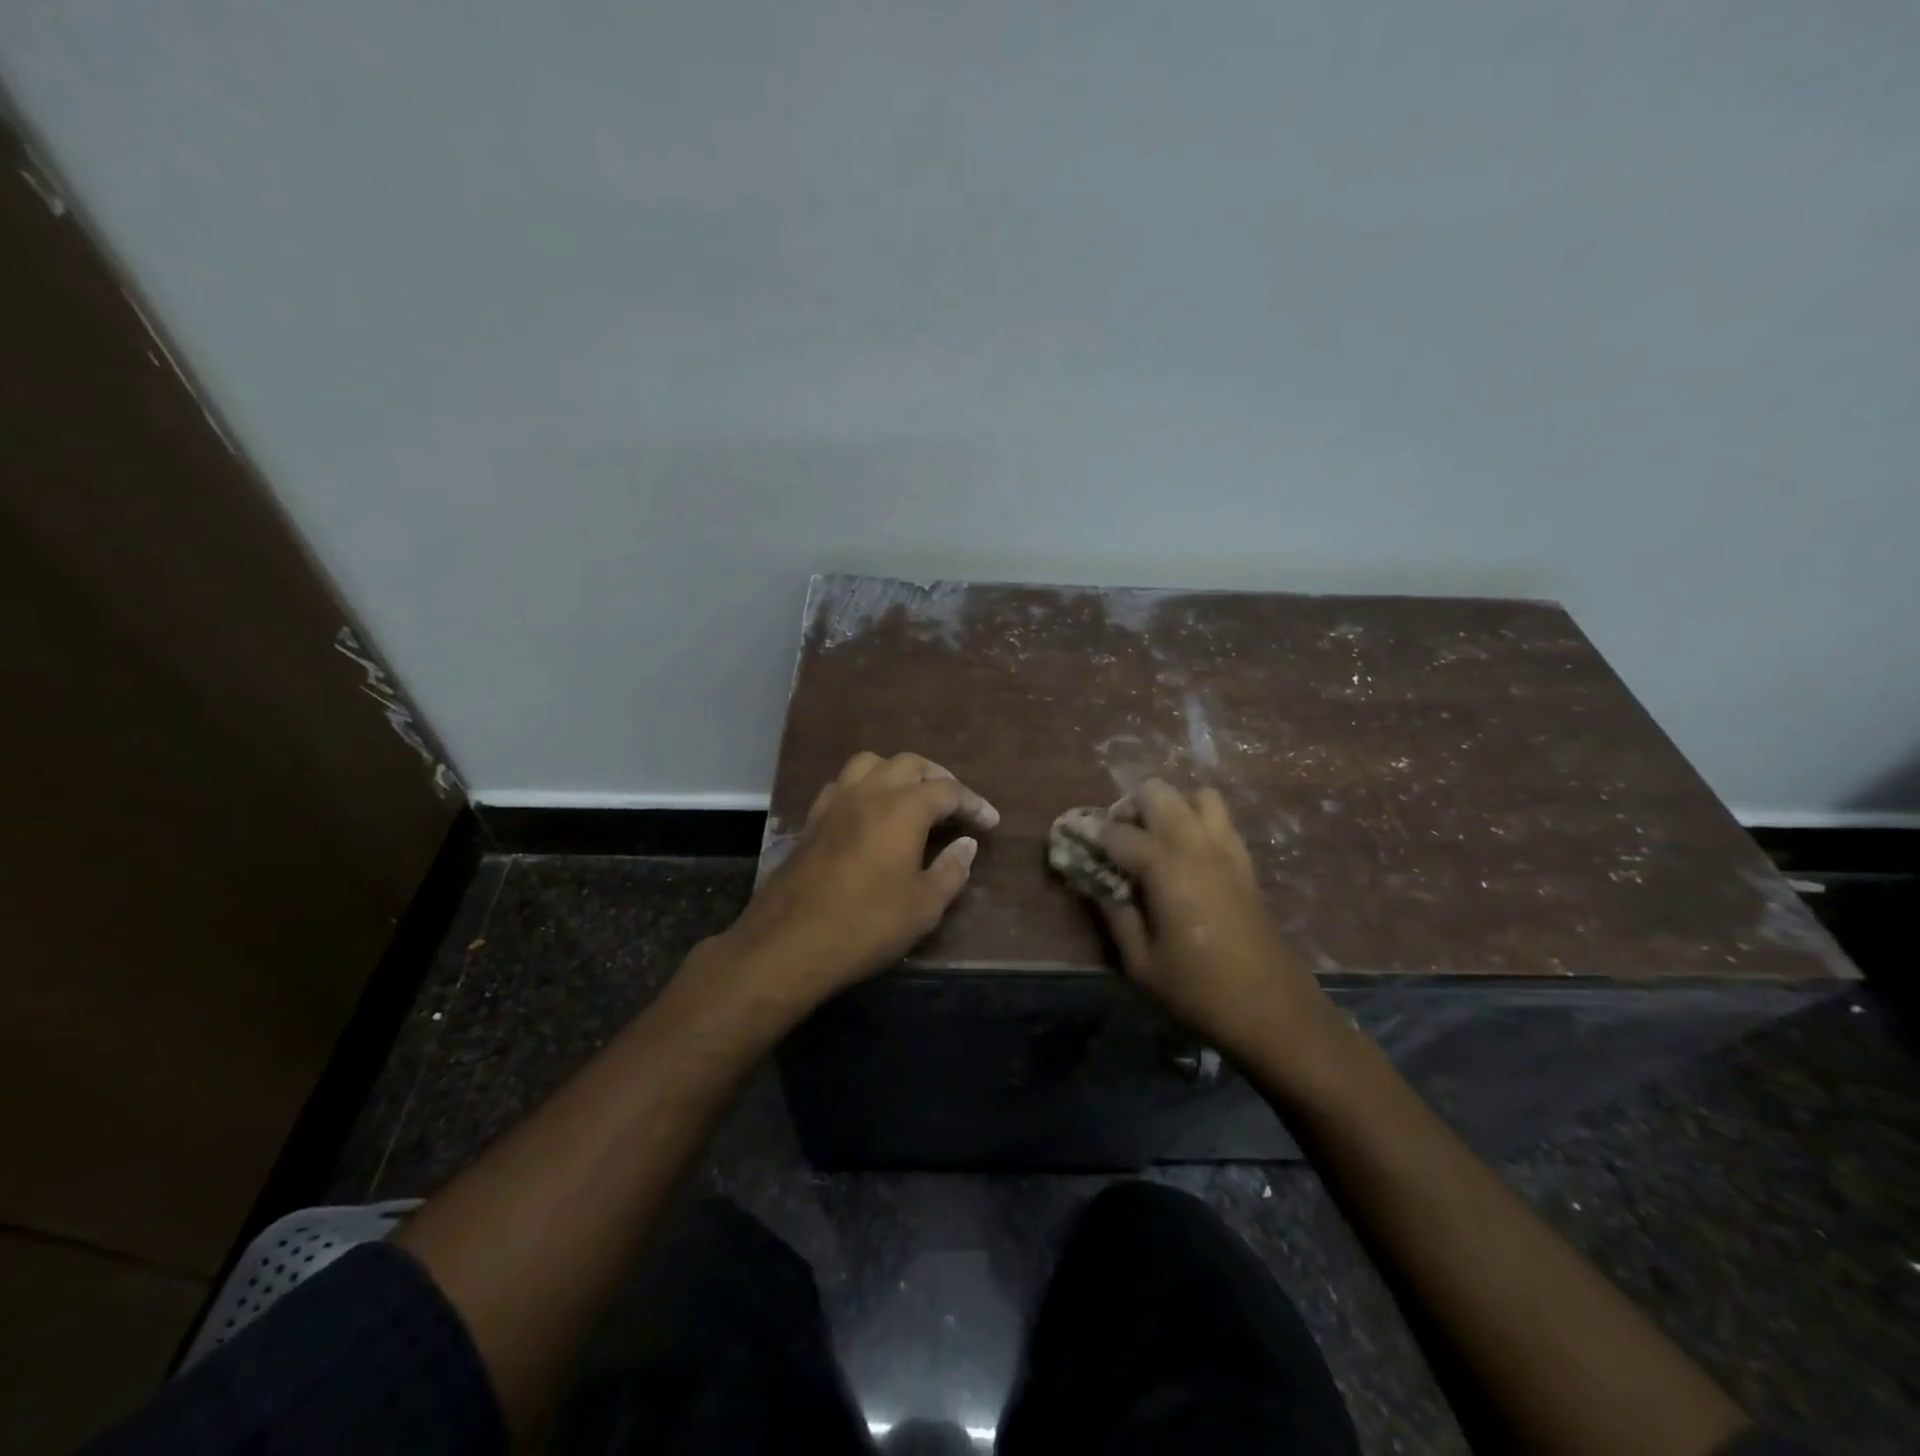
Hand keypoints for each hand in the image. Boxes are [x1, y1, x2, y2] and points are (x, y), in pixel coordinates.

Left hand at [717, 751, 998, 1002]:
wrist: (790, 943)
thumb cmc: (867, 925)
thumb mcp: (924, 906)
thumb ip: (952, 869)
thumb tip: (966, 844)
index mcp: (903, 808)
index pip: (949, 790)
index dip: (974, 803)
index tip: (990, 822)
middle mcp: (870, 792)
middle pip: (911, 764)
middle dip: (939, 778)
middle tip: (956, 806)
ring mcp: (836, 802)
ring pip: (872, 763)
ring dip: (898, 773)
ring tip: (913, 798)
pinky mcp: (813, 819)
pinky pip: (845, 783)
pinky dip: (866, 786)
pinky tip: (871, 812)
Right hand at [1091, 781, 1340, 1063]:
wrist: (1273, 1010)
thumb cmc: (1199, 991)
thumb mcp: (1141, 964)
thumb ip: (1117, 916)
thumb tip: (1098, 885)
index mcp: (1166, 869)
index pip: (1118, 834)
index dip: (1092, 835)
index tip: (1074, 840)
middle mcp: (1196, 847)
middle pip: (1159, 794)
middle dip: (1132, 807)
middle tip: (1119, 838)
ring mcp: (1227, 851)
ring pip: (1199, 796)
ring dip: (1173, 807)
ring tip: (1157, 838)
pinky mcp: (1246, 863)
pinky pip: (1222, 821)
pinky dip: (1200, 822)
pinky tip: (1187, 855)